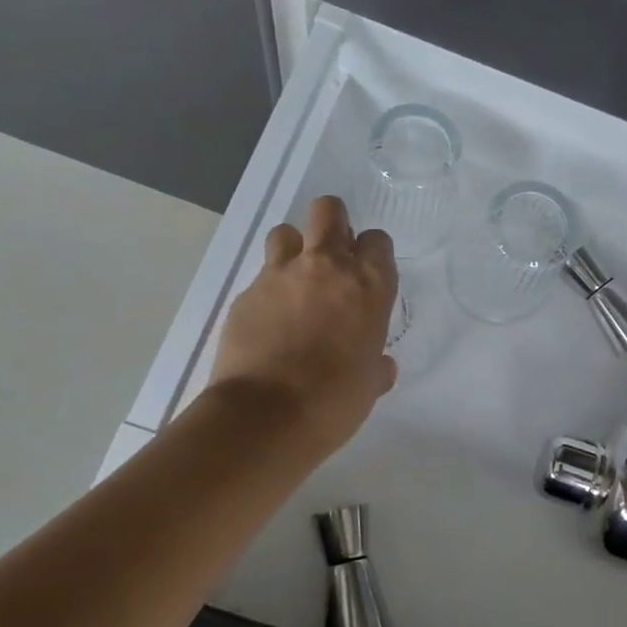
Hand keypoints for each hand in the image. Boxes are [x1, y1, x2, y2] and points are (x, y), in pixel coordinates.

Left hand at [206, 196, 398, 453]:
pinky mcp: (247, 292)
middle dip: (332, 224)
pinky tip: (268, 321)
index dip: (372, 253)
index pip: (377, 240)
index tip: (367, 275)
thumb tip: (379, 365)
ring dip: (293, 249)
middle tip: (331, 257)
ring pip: (286, 232)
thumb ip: (375, 365)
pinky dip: (267, 290)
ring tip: (294, 282)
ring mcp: (281, 275)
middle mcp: (327, 266)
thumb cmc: (335, 401)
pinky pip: (261, 276)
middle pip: (328, 210)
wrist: (267, 415)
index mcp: (368, 285)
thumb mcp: (369, 384)